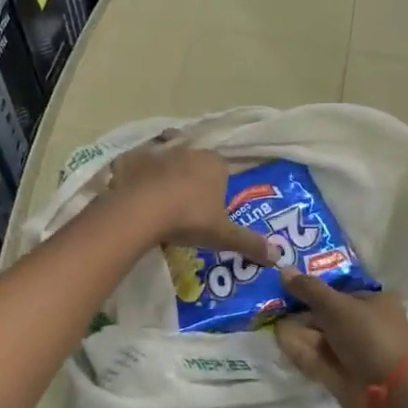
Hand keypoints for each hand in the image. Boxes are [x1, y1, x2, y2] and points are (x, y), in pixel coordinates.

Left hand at [105, 136, 274, 264]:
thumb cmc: (189, 218)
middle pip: (192, 166)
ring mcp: (155, 153)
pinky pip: (134, 167)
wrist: (141, 211)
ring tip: (157, 205)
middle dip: (190, 183)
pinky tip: (132, 195)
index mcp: (213, 163)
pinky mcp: (129, 159)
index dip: (216, 190)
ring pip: (164, 164)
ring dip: (162, 179)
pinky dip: (133, 178)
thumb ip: (249, 243)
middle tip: (184, 212)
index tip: (209, 211)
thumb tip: (278, 256)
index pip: (221, 172)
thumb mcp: (222, 235)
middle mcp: (187, 151)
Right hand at [274, 273, 407, 407]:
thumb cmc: (369, 337)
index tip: (286, 284)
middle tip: (273, 303)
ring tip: (270, 320)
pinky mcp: (340, 374)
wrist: (389, 392)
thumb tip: (284, 269)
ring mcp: (352, 352)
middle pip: (326, 314)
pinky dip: (299, 350)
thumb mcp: (337, 306)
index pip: (339, 291)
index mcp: (374, 302)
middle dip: (301, 310)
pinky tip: (279, 340)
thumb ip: (309, 289)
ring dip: (297, 330)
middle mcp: (364, 325)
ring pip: (319, 337)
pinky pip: (315, 357)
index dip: (313, 288)